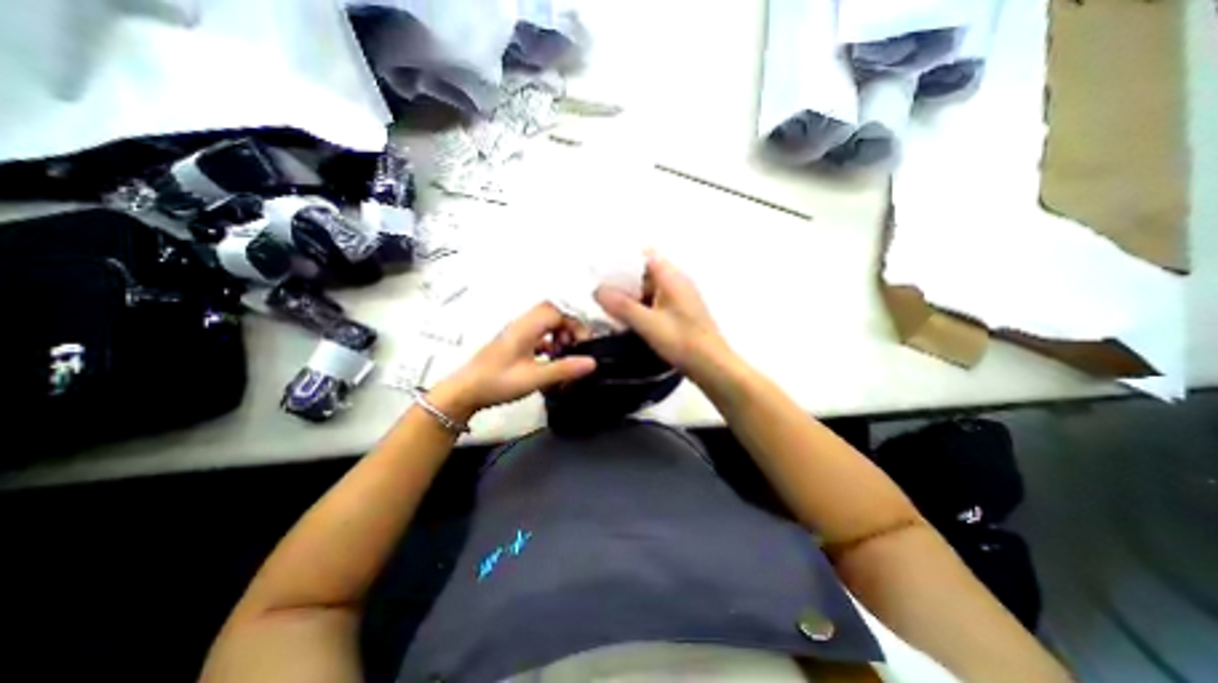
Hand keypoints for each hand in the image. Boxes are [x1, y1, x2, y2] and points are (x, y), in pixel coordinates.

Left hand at [429, 300, 598, 417]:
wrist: (464, 392)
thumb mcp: (535, 378)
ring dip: (557, 333)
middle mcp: (521, 325)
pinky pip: (536, 334)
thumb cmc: (498, 382)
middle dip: (567, 327)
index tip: (581, 344)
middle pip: (550, 313)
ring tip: (563, 353)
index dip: (573, 324)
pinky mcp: (512, 344)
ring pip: (543, 323)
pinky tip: (550, 359)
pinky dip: (547, 342)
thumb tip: (592, 362)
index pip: (556, 311)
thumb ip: (564, 369)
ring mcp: (515, 334)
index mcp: (526, 327)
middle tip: (573, 346)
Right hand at [594, 253, 726, 381]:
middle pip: (645, 272)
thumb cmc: (682, 341)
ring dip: (631, 295)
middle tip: (601, 292)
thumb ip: (622, 306)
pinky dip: (641, 306)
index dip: (623, 259)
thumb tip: (598, 290)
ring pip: (649, 289)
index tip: (603, 270)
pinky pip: (655, 302)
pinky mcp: (680, 313)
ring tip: (609, 306)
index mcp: (672, 277)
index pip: (645, 255)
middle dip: (623, 280)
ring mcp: (680, 298)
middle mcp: (677, 282)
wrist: (712, 366)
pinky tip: (627, 319)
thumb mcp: (648, 324)